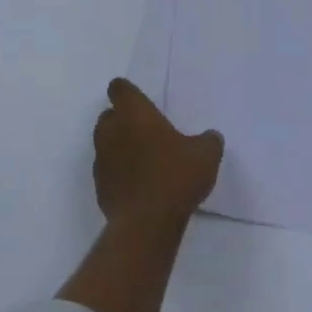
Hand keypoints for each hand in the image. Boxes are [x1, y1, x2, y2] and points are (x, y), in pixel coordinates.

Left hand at [92, 79, 222, 225]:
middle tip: (146, 133)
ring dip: (118, 148)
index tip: (140, 101)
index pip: (119, 88)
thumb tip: (211, 137)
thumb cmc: (174, 177)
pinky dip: (118, 175)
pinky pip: (107, 172)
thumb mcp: (205, 156)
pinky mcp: (99, 187)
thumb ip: (208, 141)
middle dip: (122, 120)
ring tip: (143, 161)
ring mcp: (101, 159)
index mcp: (133, 112)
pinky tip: (137, 188)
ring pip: (105, 143)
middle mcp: (111, 129)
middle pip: (109, 115)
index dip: (128, 93)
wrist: (146, 223)